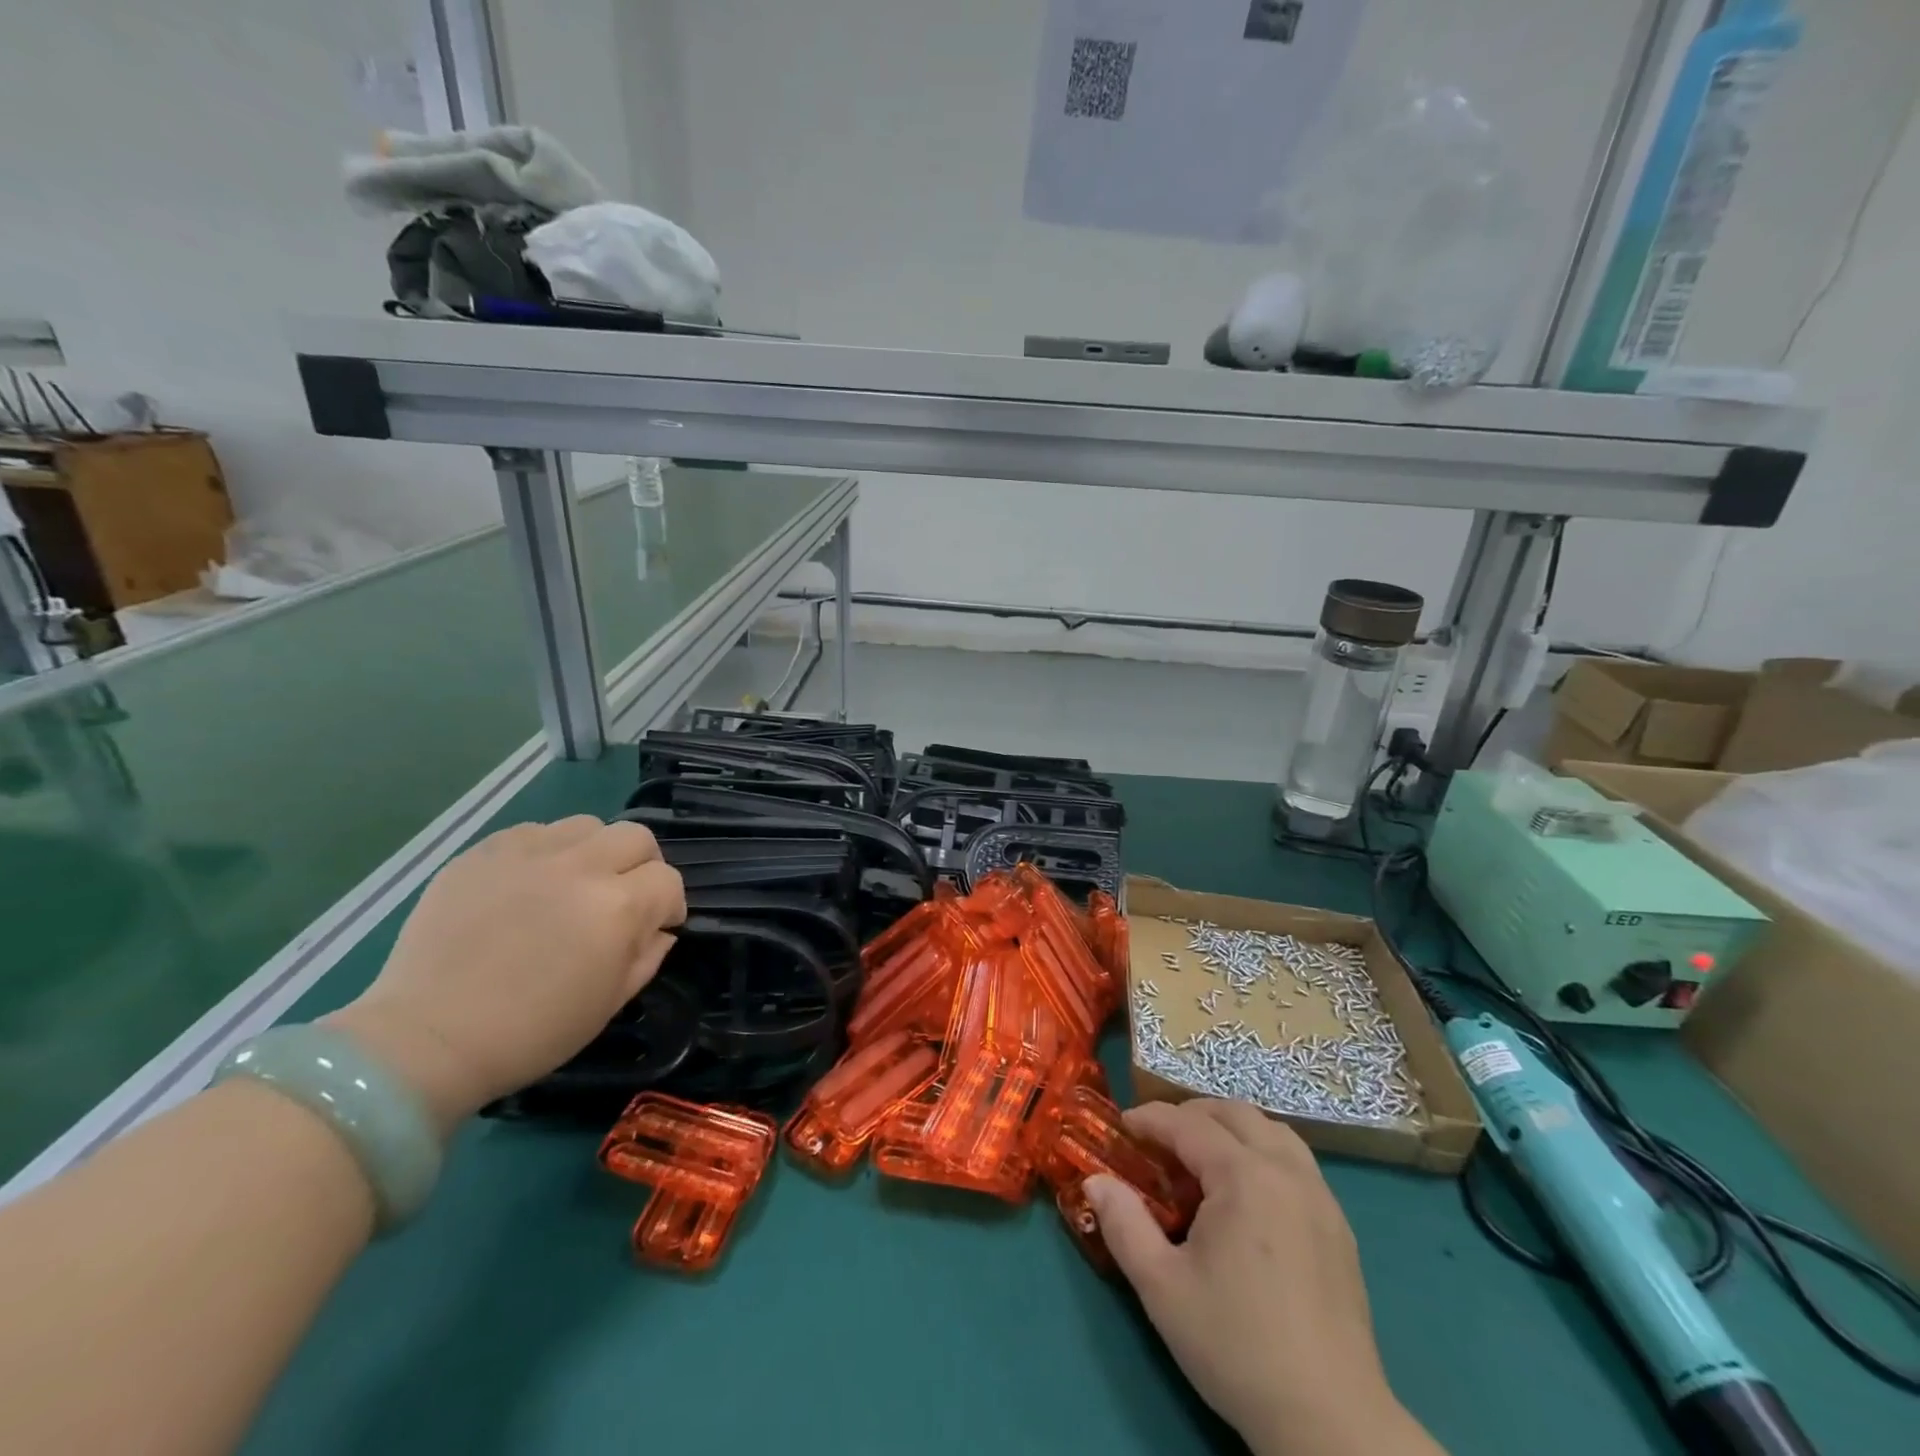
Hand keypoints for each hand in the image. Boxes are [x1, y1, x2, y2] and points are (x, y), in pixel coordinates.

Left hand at [326, 817, 685, 1133]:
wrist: (426, 1039)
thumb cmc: (530, 1032)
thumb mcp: (609, 1003)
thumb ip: (647, 956)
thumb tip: (659, 929)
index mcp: (617, 908)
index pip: (668, 881)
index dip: (670, 905)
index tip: (657, 926)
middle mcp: (581, 867)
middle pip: (636, 837)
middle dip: (642, 866)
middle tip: (623, 896)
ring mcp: (529, 854)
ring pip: (587, 825)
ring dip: (595, 851)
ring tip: (574, 883)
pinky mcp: (484, 852)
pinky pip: (534, 832)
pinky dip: (546, 851)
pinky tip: (530, 883)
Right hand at [1083, 1100, 1442, 1455]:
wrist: (1330, 1423)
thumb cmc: (1236, 1347)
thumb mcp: (1161, 1287)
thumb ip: (1123, 1224)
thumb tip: (1095, 1181)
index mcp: (1244, 1176)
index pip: (1188, 1123)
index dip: (1150, 1118)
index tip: (1122, 1126)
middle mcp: (1286, 1171)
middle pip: (1234, 1113)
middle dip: (1191, 1115)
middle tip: (1160, 1141)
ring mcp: (1320, 1197)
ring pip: (1272, 1131)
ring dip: (1232, 1129)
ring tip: (1203, 1161)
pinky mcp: (1339, 1227)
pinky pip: (1297, 1162)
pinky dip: (1263, 1154)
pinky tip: (1247, 1197)